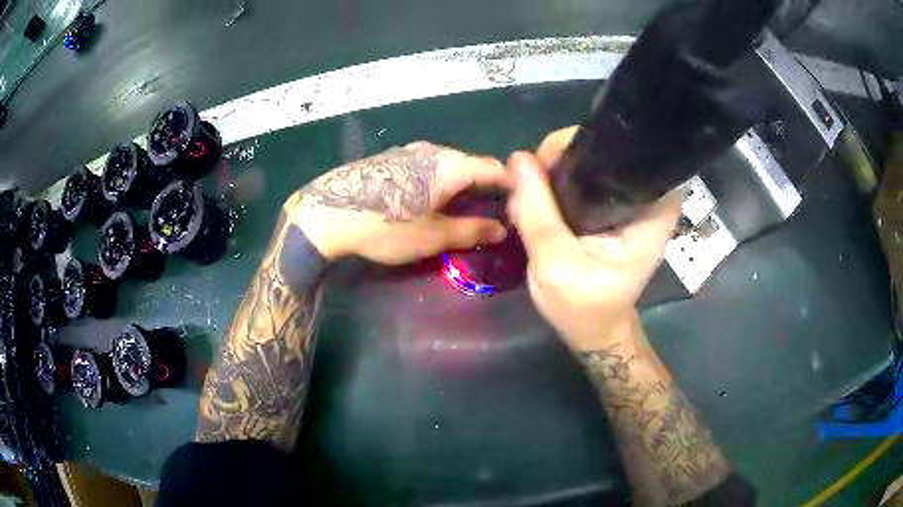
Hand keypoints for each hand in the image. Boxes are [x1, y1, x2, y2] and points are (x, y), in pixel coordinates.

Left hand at [286, 142, 511, 263]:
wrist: (325, 213)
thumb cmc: (385, 226)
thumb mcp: (432, 236)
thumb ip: (471, 230)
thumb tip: (502, 230)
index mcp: (451, 165)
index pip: (495, 168)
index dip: (512, 186)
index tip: (519, 205)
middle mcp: (433, 150)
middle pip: (472, 165)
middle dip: (486, 188)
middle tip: (492, 213)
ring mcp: (408, 151)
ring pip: (447, 166)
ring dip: (460, 185)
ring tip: (462, 210)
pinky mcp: (389, 158)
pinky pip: (426, 167)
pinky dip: (438, 182)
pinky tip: (429, 201)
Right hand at [507, 127, 680, 350]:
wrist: (595, 330)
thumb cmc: (584, 307)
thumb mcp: (555, 265)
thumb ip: (537, 212)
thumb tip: (518, 159)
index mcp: (651, 208)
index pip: (619, 149)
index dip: (576, 147)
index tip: (545, 167)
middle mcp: (648, 196)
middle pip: (602, 149)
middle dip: (561, 159)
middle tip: (531, 186)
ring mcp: (632, 199)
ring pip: (590, 160)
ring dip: (557, 169)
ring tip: (532, 196)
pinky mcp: (615, 205)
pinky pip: (586, 177)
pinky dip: (561, 181)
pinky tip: (542, 198)